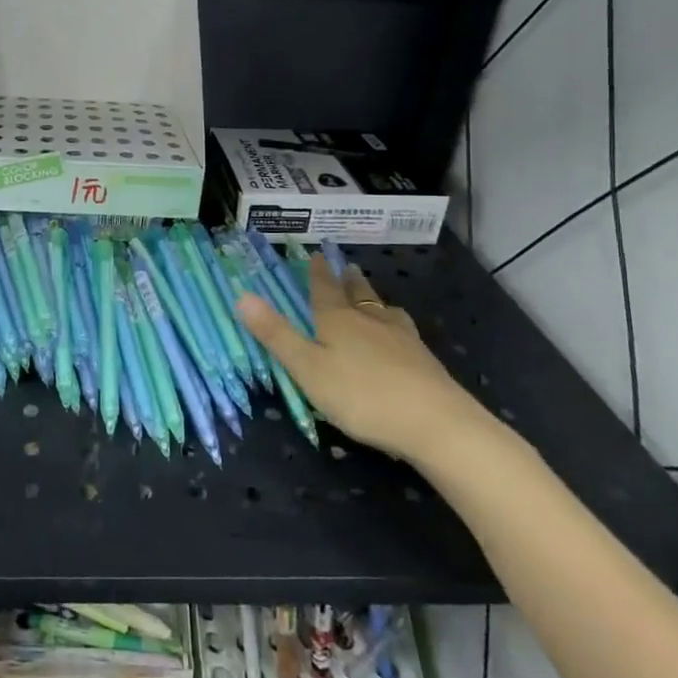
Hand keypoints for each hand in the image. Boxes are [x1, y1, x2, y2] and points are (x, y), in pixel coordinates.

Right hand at [236, 259, 493, 465]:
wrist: (435, 423)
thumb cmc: (360, 395)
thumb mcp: (307, 368)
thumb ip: (276, 335)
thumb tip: (241, 295)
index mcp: (338, 321)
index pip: (324, 289)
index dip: (318, 273)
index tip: (316, 254)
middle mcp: (370, 321)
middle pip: (358, 294)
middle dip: (348, 280)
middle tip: (345, 266)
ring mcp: (402, 339)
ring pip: (383, 310)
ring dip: (374, 299)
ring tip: (373, 298)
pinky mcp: (424, 360)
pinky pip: (403, 331)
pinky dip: (394, 324)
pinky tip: (400, 336)